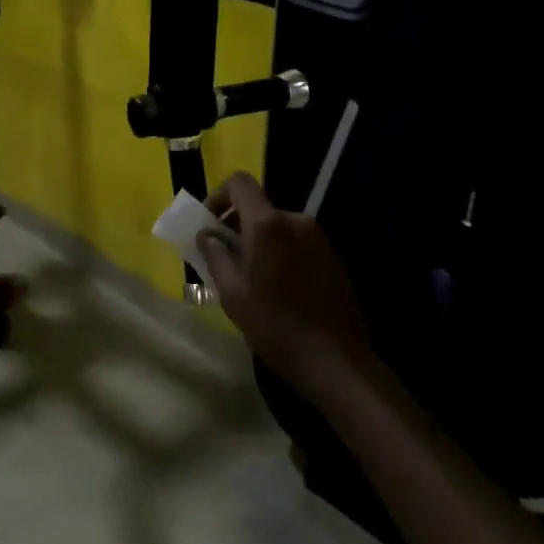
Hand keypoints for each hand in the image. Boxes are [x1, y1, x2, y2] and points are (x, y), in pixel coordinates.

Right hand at [198, 172, 376, 397]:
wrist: (337, 361)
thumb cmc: (276, 326)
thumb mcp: (232, 294)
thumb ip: (215, 256)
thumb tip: (206, 234)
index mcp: (268, 225)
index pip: (239, 182)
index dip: (218, 195)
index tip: (208, 224)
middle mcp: (296, 220)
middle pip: (258, 207)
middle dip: (236, 226)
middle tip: (223, 258)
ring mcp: (319, 238)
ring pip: (277, 227)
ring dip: (259, 242)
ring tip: (250, 278)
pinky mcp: (333, 257)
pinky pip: (297, 242)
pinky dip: (280, 253)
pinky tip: (278, 288)